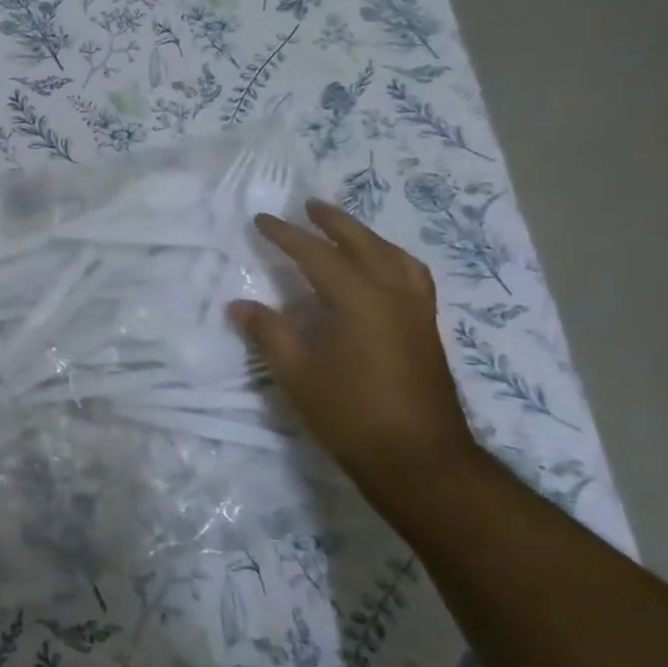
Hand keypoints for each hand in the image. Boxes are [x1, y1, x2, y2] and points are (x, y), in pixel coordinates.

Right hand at [229, 200, 478, 497]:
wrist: (420, 460)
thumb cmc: (351, 415)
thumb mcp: (297, 374)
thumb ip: (269, 333)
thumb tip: (240, 304)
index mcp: (359, 301)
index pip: (317, 255)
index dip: (286, 236)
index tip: (262, 220)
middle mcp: (393, 296)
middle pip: (364, 245)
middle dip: (334, 223)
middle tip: (309, 206)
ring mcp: (416, 313)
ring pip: (395, 258)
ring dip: (367, 238)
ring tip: (346, 231)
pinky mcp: (426, 331)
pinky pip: (411, 277)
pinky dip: (391, 260)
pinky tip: (380, 273)